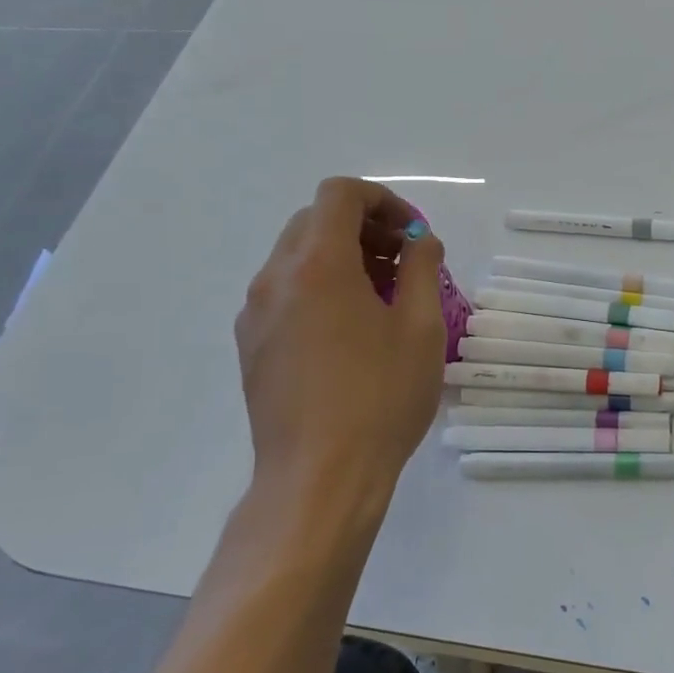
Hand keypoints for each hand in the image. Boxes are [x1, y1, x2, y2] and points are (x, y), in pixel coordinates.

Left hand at [234, 178, 445, 528]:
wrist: (319, 478)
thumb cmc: (380, 397)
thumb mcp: (420, 327)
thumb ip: (422, 268)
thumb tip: (419, 241)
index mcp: (317, 264)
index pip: (340, 194)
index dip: (383, 200)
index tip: (413, 233)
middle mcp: (275, 278)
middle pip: (315, 221)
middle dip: (365, 228)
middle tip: (404, 262)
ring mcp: (256, 313)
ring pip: (297, 256)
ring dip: (342, 257)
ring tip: (383, 298)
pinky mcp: (251, 345)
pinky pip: (286, 292)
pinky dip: (320, 287)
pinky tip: (351, 331)